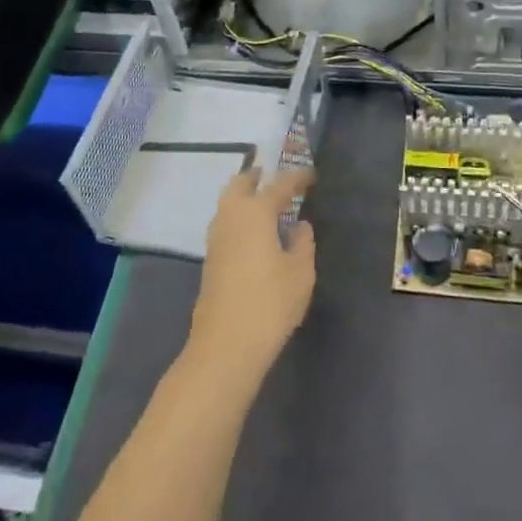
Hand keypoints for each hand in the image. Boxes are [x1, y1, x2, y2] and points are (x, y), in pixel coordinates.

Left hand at [186, 166, 317, 388]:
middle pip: (240, 184)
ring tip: (265, 201)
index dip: (297, 178)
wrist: (226, 344)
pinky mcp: (210, 258)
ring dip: (244, 195)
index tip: (311, 175)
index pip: (279, 185)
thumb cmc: (270, 304)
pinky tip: (253, 231)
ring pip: (228, 203)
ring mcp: (216, 238)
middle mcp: (231, 217)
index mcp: (255, 213)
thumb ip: (303, 242)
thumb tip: (300, 225)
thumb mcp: (300, 273)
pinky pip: (225, 222)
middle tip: (276, 178)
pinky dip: (239, 215)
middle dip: (258, 176)